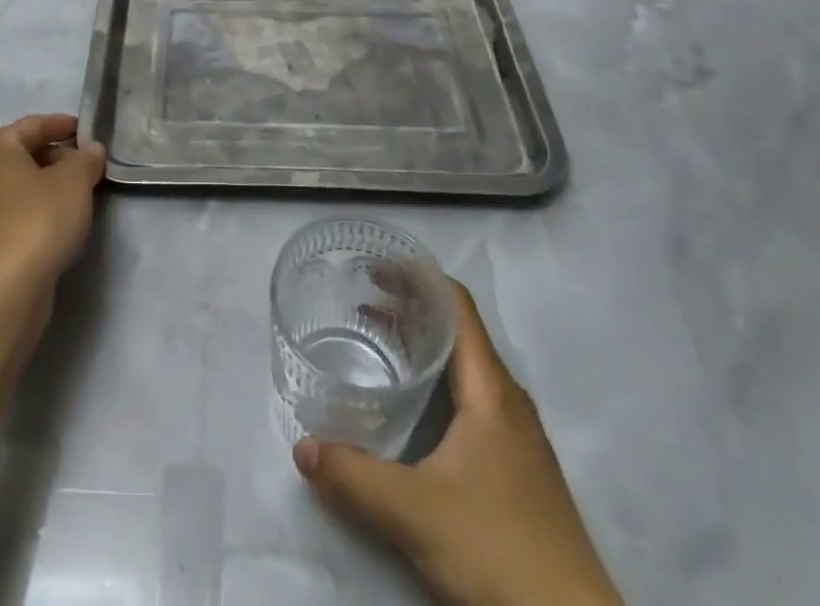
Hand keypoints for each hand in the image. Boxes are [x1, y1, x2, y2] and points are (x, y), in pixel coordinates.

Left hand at [0, 114, 106, 301]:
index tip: (85, 132)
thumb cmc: (39, 219)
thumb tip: (91, 150)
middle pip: (18, 155)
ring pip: (8, 188)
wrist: (5, 290)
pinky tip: (39, 225)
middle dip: (51, 158)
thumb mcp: (76, 180)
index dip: (61, 125)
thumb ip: (86, 159)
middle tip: (82, 167)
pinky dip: (20, 215)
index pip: (32, 125)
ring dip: (36, 187)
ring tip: (67, 197)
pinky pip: (0, 218)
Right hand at [294, 283, 623, 605]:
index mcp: (490, 389)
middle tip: (361, 302)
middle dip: (410, 309)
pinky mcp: (518, 469)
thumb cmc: (498, 552)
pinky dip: (437, 383)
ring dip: (423, 348)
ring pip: (465, 368)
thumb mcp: (414, 513)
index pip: (456, 304)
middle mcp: (507, 400)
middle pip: (458, 332)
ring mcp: (517, 436)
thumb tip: (301, 447)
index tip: (374, 267)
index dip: (417, 276)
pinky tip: (412, 410)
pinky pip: (472, 400)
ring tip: (378, 344)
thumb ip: (354, 476)